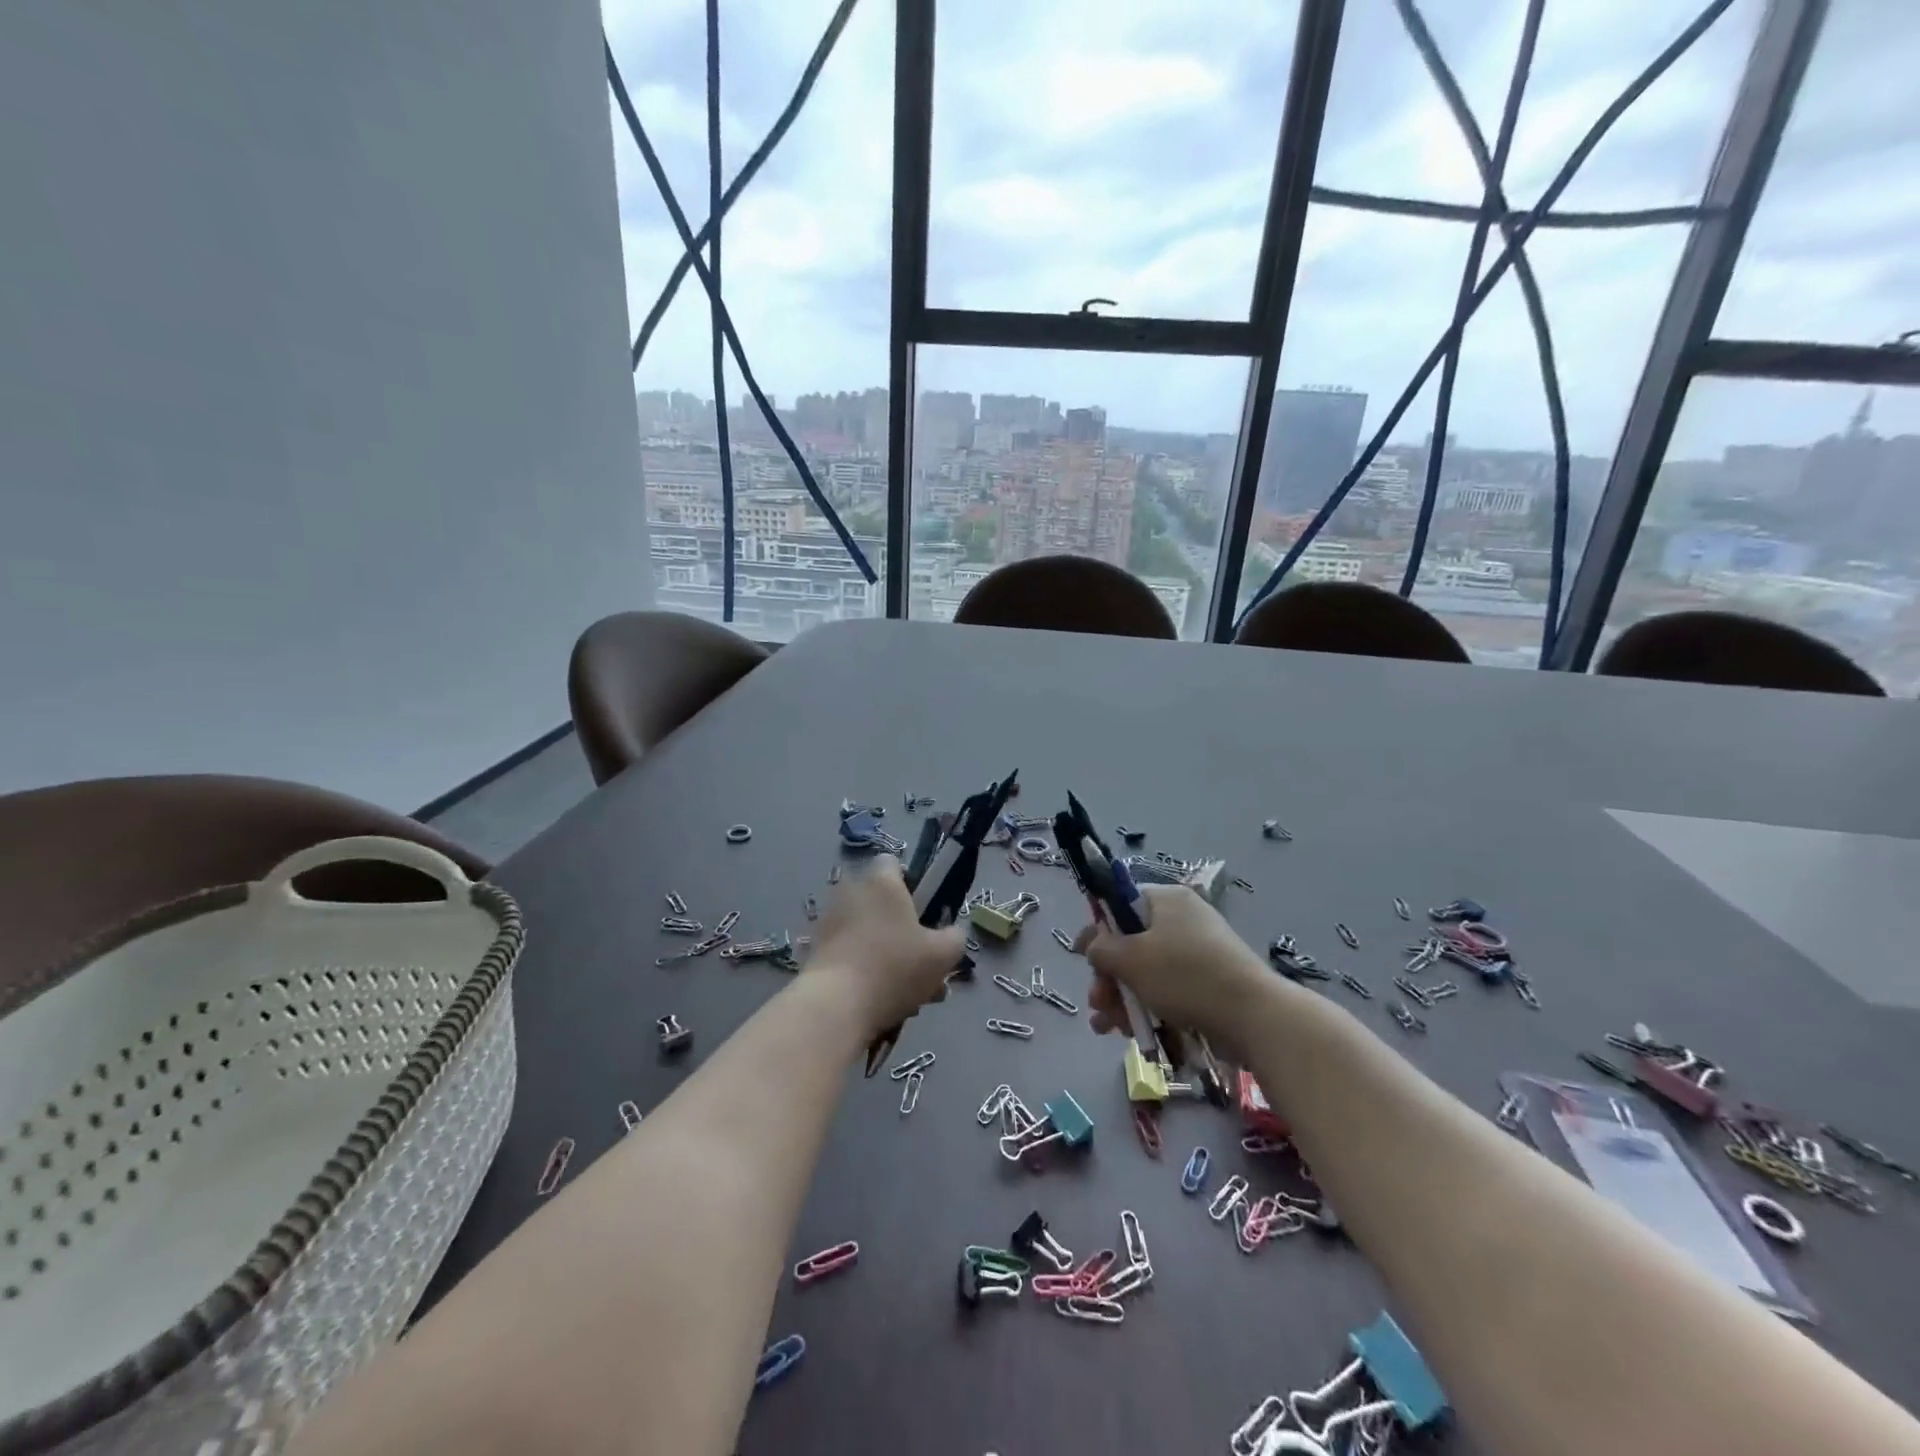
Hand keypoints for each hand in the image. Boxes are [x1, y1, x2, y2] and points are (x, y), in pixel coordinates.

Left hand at [806, 857, 966, 1038]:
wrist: (835, 1005)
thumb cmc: (894, 967)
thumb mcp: (942, 955)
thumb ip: (954, 938)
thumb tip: (951, 933)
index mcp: (881, 883)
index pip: (892, 863)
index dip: (910, 883)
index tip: (923, 912)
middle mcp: (850, 892)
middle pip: (880, 902)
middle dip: (900, 929)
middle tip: (920, 962)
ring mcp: (828, 922)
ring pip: (866, 933)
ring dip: (884, 955)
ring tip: (906, 994)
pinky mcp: (815, 951)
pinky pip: (848, 954)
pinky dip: (863, 972)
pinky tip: (880, 1003)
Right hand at [1076, 886, 1269, 1053]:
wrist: (1254, 1017)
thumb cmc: (1185, 976)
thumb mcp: (1131, 958)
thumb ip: (1102, 948)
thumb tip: (1095, 946)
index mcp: (1166, 901)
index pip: (1120, 904)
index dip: (1097, 929)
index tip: (1080, 956)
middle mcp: (1183, 920)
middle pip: (1131, 944)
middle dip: (1109, 977)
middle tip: (1097, 1002)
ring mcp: (1198, 954)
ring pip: (1147, 973)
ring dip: (1123, 999)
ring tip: (1108, 1027)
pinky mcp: (1208, 985)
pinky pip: (1168, 991)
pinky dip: (1148, 1009)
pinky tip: (1132, 1034)